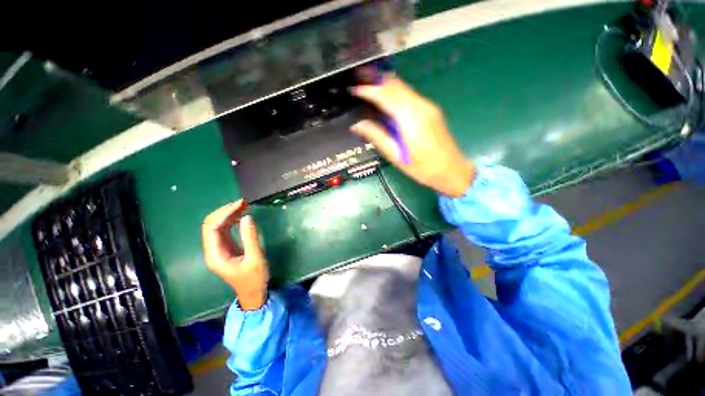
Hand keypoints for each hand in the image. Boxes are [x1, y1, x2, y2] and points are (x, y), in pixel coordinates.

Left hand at [202, 199, 268, 309]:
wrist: (253, 293)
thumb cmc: (254, 278)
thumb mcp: (255, 258)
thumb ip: (250, 237)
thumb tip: (247, 217)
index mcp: (215, 254)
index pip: (212, 227)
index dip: (224, 213)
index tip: (241, 204)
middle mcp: (213, 250)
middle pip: (211, 224)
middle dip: (225, 211)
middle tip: (244, 203)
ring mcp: (218, 248)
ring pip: (217, 225)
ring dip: (229, 214)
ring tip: (245, 205)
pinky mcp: (226, 247)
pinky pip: (225, 229)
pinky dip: (233, 220)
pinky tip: (242, 215)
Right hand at [351, 76, 474, 196]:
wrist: (452, 170)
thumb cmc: (422, 168)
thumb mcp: (396, 155)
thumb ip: (377, 137)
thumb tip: (357, 125)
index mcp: (410, 118)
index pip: (386, 96)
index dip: (368, 90)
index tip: (353, 89)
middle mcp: (421, 106)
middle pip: (395, 86)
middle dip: (376, 81)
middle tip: (359, 80)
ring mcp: (428, 106)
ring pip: (403, 88)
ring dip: (385, 85)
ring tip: (369, 85)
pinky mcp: (431, 110)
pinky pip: (409, 95)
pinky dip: (395, 93)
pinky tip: (387, 98)